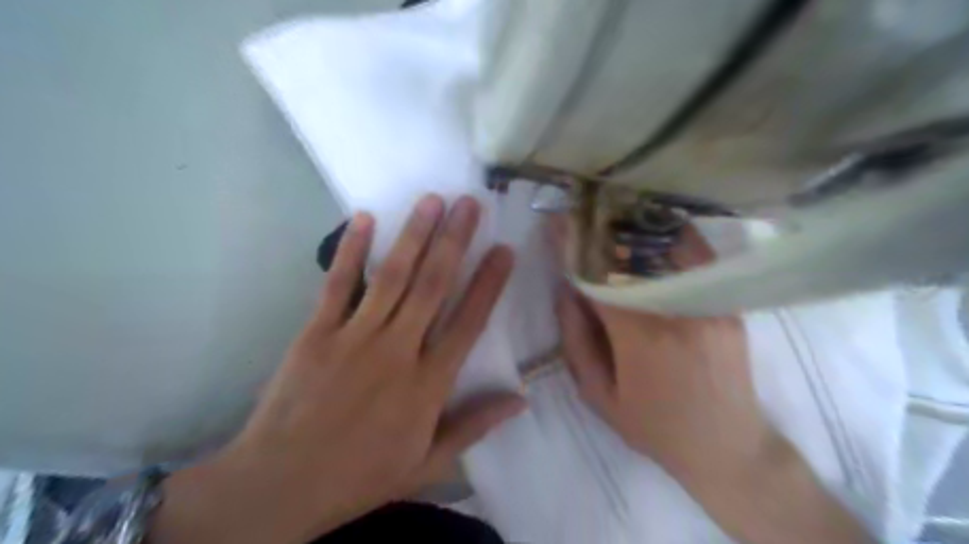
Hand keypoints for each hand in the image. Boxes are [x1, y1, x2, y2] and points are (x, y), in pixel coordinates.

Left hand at [153, 196, 526, 543]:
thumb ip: (475, 426)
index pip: (468, 322)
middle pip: (433, 286)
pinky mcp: (317, 333)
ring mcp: (355, 337)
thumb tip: (521, 400)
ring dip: (414, 235)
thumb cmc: (361, 475)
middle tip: (470, 203)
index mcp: (428, 384)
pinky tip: (365, 218)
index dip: (489, 283)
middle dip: (455, 241)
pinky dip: (352, 250)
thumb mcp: (428, 463)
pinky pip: (338, 284)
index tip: (504, 250)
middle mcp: (398, 351)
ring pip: (392, 276)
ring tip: (432, 200)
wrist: (280, 486)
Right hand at [553, 222, 870, 543]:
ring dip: (635, 228)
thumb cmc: (655, 427)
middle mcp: (679, 310)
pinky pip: (696, 260)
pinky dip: (671, 239)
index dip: (573, 247)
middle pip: (633, 254)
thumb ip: (576, 340)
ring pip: (668, 248)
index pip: (599, 277)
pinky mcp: (728, 304)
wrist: (728, 447)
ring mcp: (710, 303)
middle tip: (581, 213)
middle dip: (601, 229)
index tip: (555, 223)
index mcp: (641, 337)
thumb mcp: (599, 396)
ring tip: (612, 213)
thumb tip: (566, 290)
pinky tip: (652, 230)